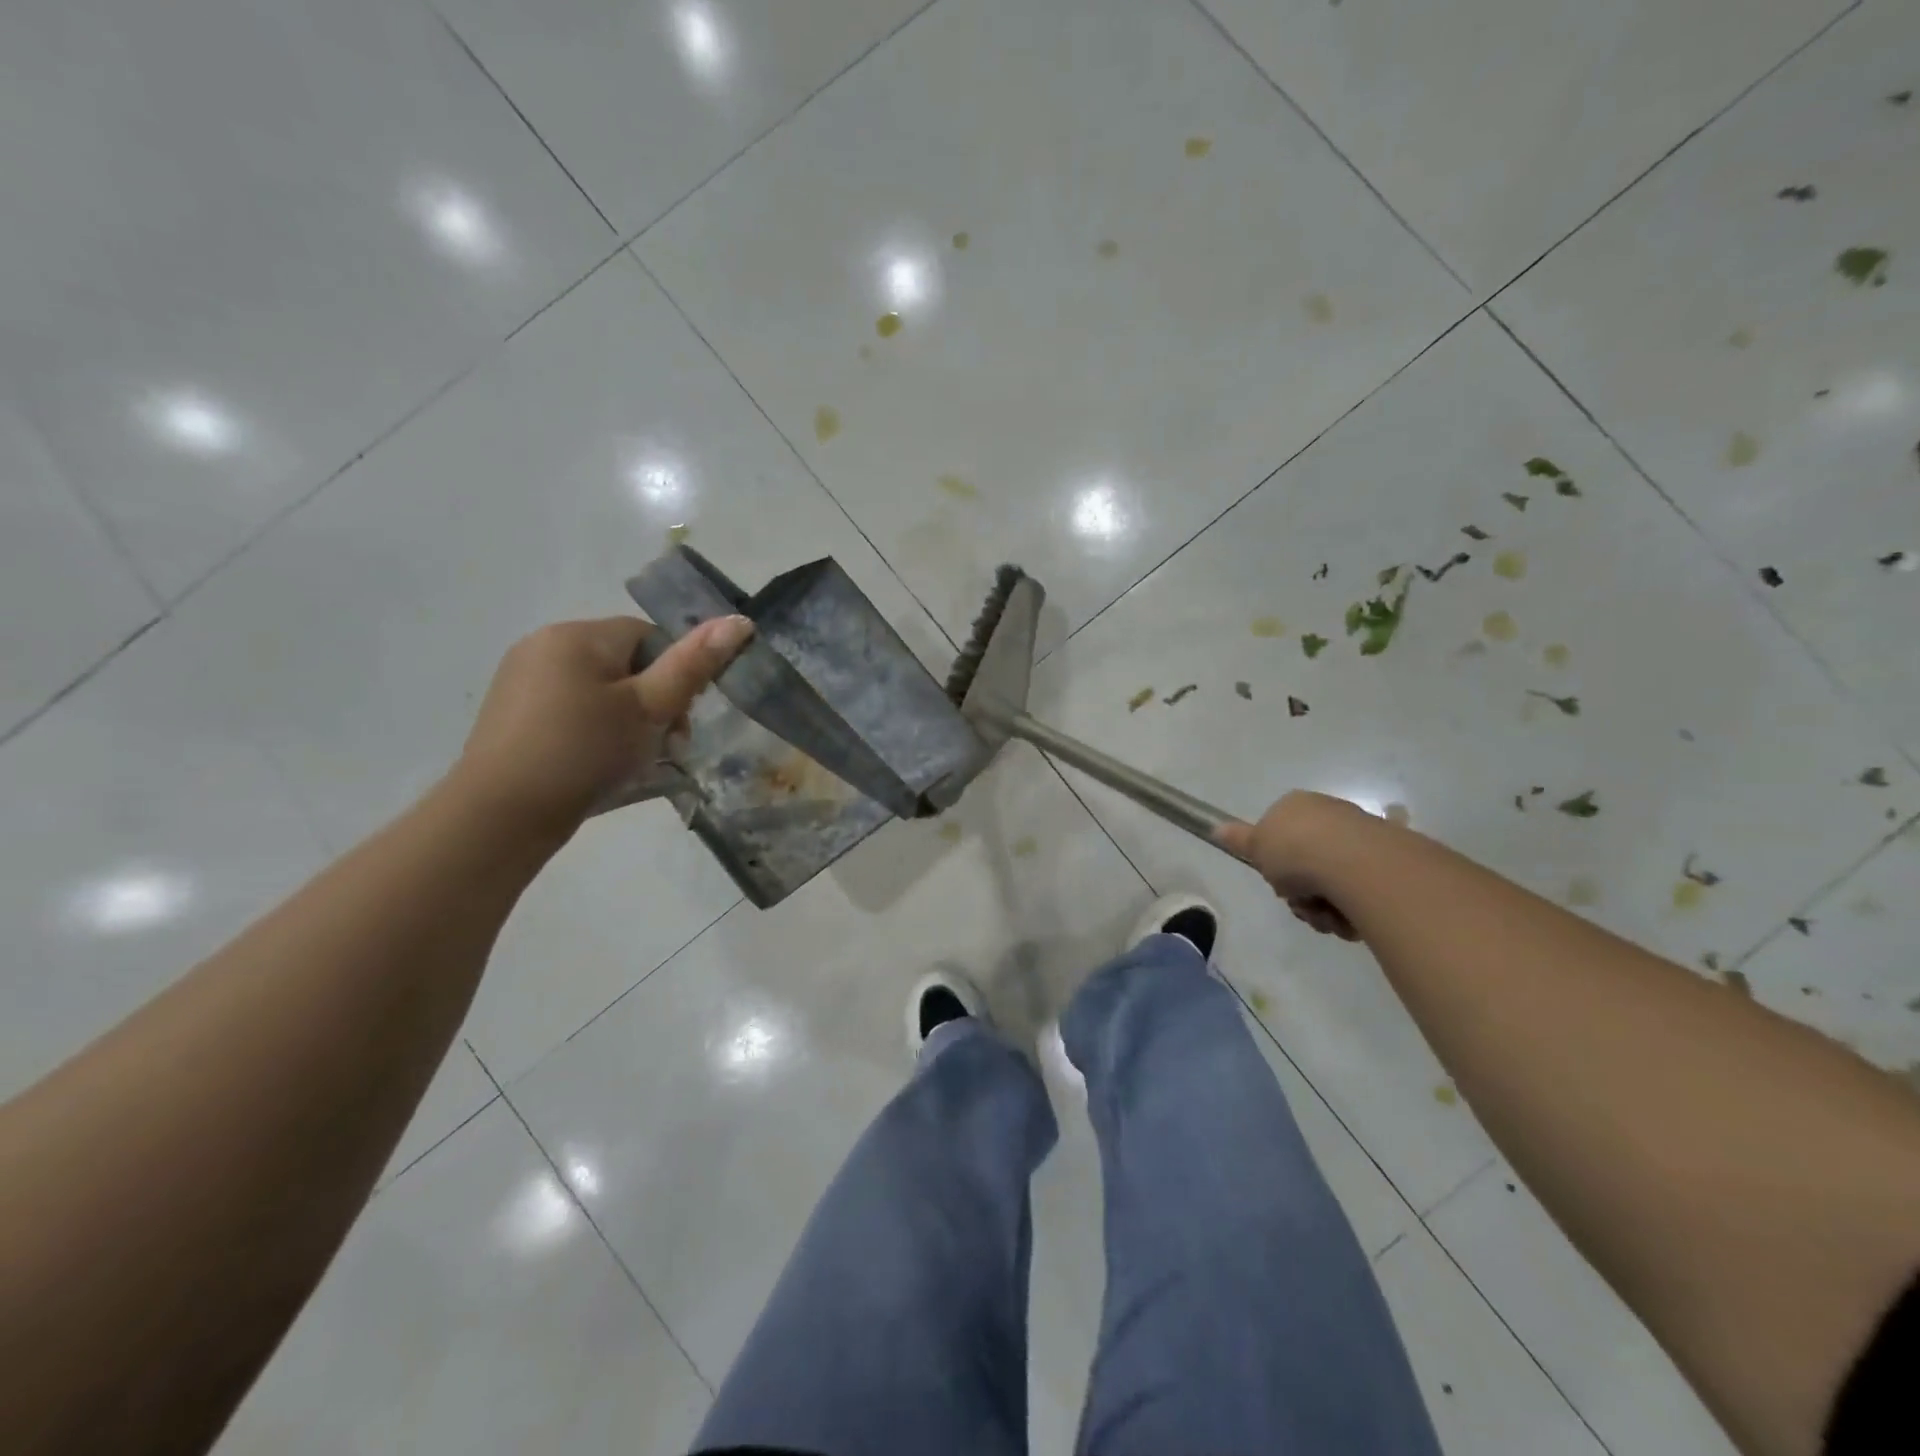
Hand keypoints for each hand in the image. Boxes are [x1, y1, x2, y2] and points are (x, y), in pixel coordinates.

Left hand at [454, 614, 753, 838]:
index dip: (674, 677)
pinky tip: (595, 763)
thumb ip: (693, 665)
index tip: (678, 721)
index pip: (649, 637)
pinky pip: (570, 708)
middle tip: (662, 747)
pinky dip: (592, 729)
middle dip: (651, 701)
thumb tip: (739, 621)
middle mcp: (544, 644)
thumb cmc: (584, 752)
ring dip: (625, 719)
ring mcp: (521, 678)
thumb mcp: (649, 709)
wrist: (501, 815)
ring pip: (598, 688)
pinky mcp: (510, 712)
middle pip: (624, 663)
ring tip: (629, 760)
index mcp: (578, 635)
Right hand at [1215, 791, 1373, 941]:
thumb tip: (1215, 828)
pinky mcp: (1385, 860)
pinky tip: (1349, 917)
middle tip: (1302, 904)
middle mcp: (1328, 815)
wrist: (1353, 861)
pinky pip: (1359, 891)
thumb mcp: (1256, 846)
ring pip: (1331, 883)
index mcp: (1296, 806)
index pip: (1280, 837)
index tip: (1278, 881)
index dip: (1276, 864)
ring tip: (1327, 916)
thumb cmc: (1295, 850)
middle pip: (1305, 864)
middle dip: (1301, 894)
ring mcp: (1359, 836)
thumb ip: (1238, 839)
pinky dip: (1351, 909)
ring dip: (1324, 908)